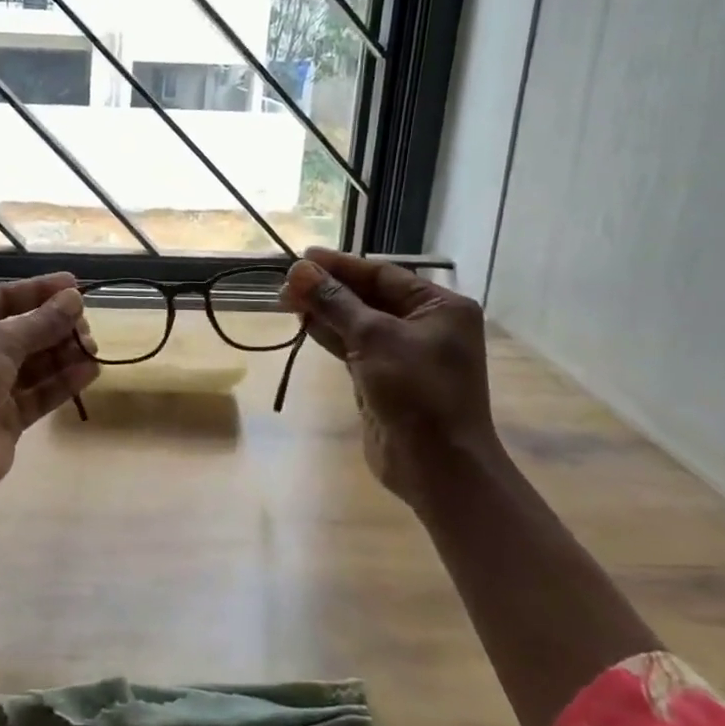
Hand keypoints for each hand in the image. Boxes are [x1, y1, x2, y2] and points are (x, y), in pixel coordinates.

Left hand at [0, 272, 98, 504]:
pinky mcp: (5, 419)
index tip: (74, 284)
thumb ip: (39, 322)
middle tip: (86, 324)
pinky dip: (63, 382)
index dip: (37, 291)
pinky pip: (38, 394)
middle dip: (54, 326)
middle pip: (20, 332)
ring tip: (92, 347)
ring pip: (32, 364)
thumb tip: (74, 298)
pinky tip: (90, 371)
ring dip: (62, 353)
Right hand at [280, 247, 496, 509]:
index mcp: (439, 307)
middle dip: (328, 289)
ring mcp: (404, 354)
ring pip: (357, 322)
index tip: (302, 258)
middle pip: (368, 297)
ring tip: (285, 300)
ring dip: (323, 311)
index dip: (341, 266)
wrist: (437, 467)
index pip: (383, 275)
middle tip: (285, 284)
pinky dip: (329, 335)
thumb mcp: (375, 338)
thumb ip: (336, 302)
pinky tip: (303, 323)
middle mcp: (424, 326)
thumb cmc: (417, 392)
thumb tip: (299, 270)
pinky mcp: (384, 379)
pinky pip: (353, 347)